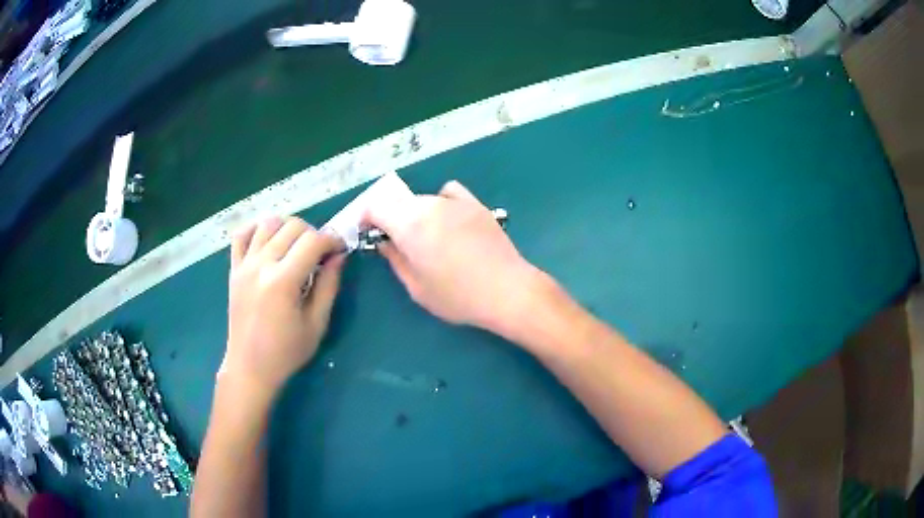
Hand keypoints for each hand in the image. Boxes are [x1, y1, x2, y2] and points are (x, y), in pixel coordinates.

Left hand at [224, 216, 344, 398]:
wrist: (249, 367)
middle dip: (313, 233)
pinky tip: (268, 240)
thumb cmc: (286, 352)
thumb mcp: (316, 324)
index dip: (331, 240)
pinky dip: (257, 229)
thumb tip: (339, 256)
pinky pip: (241, 234)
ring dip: (288, 228)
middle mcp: (261, 265)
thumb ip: (328, 286)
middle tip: (319, 254)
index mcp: (283, 281)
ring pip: (268, 223)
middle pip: (292, 226)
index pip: (313, 240)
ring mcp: (244, 265)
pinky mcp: (234, 269)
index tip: (339, 250)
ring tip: (296, 247)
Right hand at [364, 180, 539, 334]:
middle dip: (392, 219)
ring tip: (429, 239)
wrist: (506, 290)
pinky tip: (448, 220)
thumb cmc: (457, 296)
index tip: (369, 234)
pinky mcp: (476, 204)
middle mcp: (429, 205)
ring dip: (416, 214)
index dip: (367, 219)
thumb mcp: (416, 286)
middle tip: (399, 244)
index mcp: (409, 225)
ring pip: (423, 200)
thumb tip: (384, 242)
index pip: (376, 207)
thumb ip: (395, 259)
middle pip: (399, 203)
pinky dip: (441, 202)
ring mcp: (455, 202)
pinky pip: (448, 193)